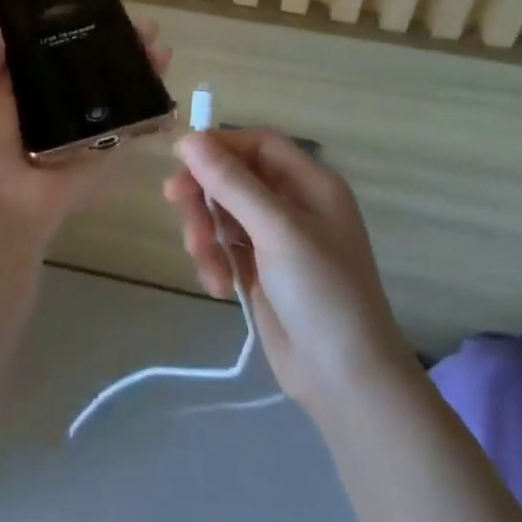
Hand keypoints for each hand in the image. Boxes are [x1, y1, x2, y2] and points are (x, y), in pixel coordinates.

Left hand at [0, 21, 171, 242]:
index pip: (55, 51)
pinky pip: (126, 124)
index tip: (99, 8)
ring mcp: (80, 128)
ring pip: (114, 91)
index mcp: (23, 90)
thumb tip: (7, 34)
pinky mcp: (100, 150)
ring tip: (160, 46)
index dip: (76, 30)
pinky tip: (163, 81)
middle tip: (143, 27)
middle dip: (117, 46)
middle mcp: (54, 105)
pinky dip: (148, 105)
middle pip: (91, 67)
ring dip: (139, 68)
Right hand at [163, 129, 412, 406]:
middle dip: (204, 192)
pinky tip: (217, 286)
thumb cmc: (321, 291)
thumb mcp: (276, 229)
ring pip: (222, 213)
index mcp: (310, 184)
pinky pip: (223, 248)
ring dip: (204, 230)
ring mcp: (276, 241)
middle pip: (234, 177)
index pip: (258, 145)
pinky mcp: (260, 273)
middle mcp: (293, 206)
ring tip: (204, 260)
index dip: (221, 145)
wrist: (346, 382)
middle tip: (175, 202)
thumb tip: (189, 138)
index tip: (182, 157)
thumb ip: (231, 182)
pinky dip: (213, 260)